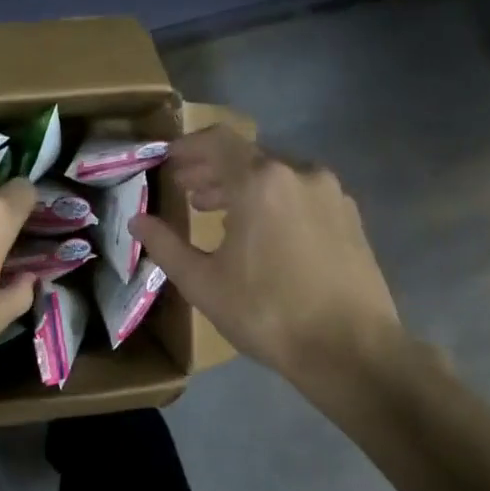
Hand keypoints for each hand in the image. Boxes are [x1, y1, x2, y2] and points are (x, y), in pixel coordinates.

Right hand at [131, 127, 404, 387]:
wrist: (350, 349)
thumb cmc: (266, 313)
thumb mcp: (202, 283)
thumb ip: (166, 245)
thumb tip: (138, 221)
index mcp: (260, 182)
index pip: (217, 141)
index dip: (187, 146)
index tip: (167, 160)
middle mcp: (300, 174)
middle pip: (248, 156)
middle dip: (212, 169)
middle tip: (186, 190)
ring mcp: (331, 194)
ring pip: (277, 176)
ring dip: (243, 187)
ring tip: (218, 213)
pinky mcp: (350, 217)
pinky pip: (301, 195)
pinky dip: (273, 201)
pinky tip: (262, 233)